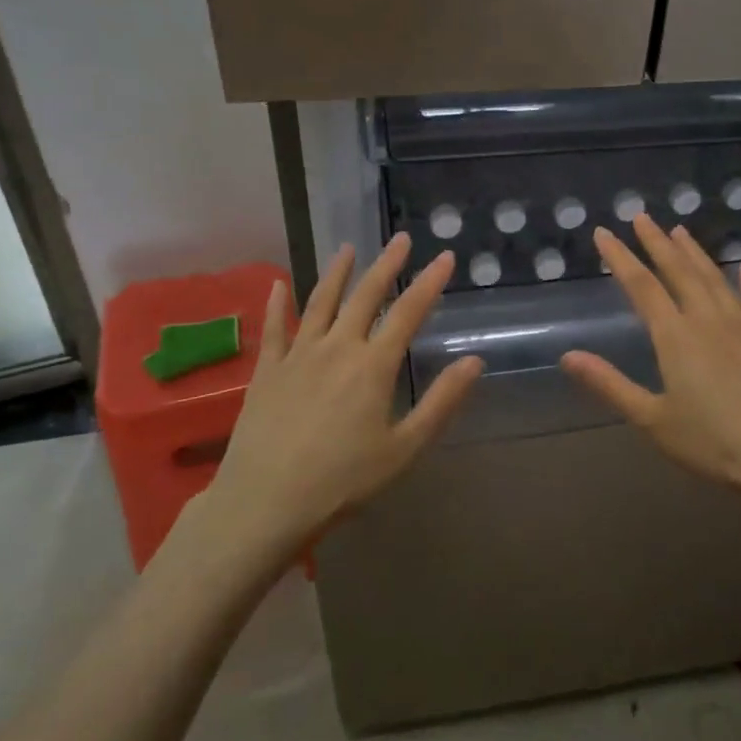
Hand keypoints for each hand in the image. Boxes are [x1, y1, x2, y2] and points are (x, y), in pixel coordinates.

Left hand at [207, 235, 482, 554]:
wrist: (265, 501)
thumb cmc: (342, 481)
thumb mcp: (404, 449)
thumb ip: (441, 403)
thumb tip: (474, 361)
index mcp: (373, 366)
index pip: (408, 312)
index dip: (429, 282)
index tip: (445, 256)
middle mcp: (336, 347)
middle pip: (365, 296)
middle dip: (386, 265)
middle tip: (399, 238)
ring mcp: (297, 355)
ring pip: (320, 302)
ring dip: (336, 273)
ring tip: (347, 248)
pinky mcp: (267, 370)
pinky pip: (274, 328)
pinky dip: (277, 304)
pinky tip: (278, 284)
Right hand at [559, 213, 740, 501]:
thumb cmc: (713, 443)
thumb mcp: (653, 420)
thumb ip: (610, 384)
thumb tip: (567, 356)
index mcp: (675, 337)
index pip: (641, 286)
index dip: (620, 257)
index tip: (604, 232)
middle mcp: (708, 320)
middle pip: (678, 271)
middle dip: (657, 242)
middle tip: (641, 217)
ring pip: (714, 278)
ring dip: (695, 252)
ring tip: (680, 229)